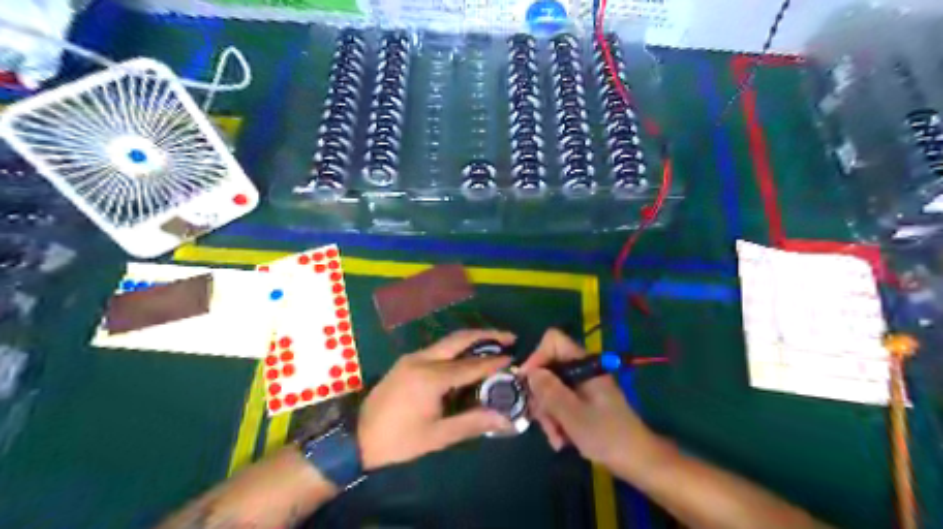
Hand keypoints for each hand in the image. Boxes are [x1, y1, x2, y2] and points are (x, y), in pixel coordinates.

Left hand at [359, 331, 514, 469]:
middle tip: (510, 337)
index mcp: (431, 378)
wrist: (357, 437)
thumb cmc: (398, 440)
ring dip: (472, 339)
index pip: (471, 365)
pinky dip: (458, 348)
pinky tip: (468, 356)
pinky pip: (438, 349)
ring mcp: (412, 357)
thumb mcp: (437, 436)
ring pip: (448, 341)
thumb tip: (504, 418)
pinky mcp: (407, 361)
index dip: (494, 362)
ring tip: (494, 343)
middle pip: (460, 339)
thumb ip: (472, 423)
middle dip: (487, 335)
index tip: (514, 358)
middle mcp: (422, 359)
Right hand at [518, 331, 657, 470]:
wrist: (639, 461)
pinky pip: (561, 403)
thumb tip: (529, 372)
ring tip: (555, 438)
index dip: (537, 357)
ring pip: (552, 388)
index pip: (553, 341)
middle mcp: (582, 370)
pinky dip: (557, 420)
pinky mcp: (584, 402)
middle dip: (541, 395)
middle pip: (548, 368)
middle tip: (541, 420)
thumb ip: (549, 391)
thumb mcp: (573, 414)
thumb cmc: (607, 435)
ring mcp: (583, 386)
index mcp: (584, 364)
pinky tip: (561, 440)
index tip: (528, 383)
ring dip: (548, 413)